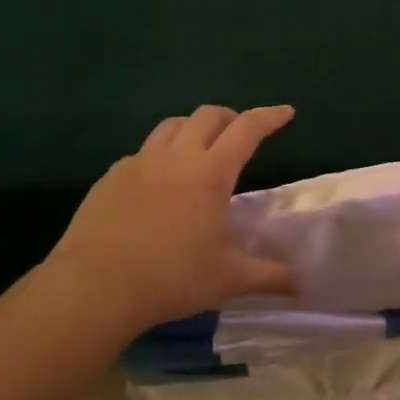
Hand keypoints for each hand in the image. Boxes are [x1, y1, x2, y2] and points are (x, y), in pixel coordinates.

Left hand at [43, 104, 299, 336]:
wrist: (96, 285)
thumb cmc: (172, 278)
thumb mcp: (228, 279)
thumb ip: (269, 276)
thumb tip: (303, 286)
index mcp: (210, 173)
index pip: (247, 130)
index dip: (269, 117)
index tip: (285, 113)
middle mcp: (176, 157)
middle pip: (207, 116)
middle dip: (229, 117)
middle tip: (240, 133)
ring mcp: (138, 163)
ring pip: (171, 126)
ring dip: (192, 128)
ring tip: (199, 148)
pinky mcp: (110, 177)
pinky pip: (141, 152)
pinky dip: (159, 156)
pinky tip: (157, 183)